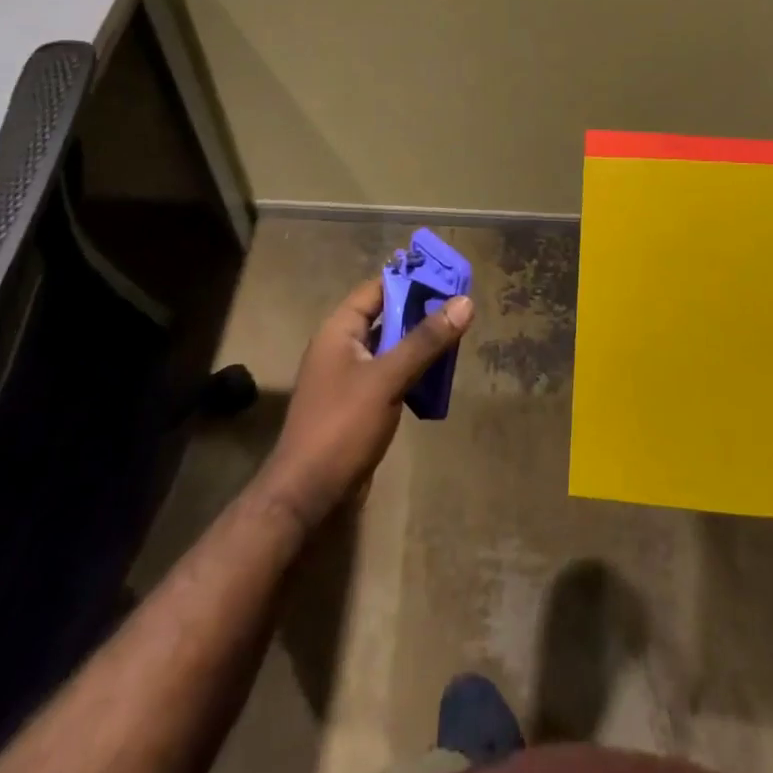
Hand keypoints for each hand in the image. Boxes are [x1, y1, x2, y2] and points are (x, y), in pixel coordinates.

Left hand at [255, 278, 472, 532]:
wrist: (307, 494)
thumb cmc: (343, 425)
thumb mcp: (387, 378)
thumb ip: (425, 340)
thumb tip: (465, 302)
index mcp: (339, 330)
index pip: (377, 289)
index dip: (410, 281)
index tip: (448, 278)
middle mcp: (341, 347)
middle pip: (385, 316)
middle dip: (421, 313)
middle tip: (461, 310)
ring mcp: (348, 377)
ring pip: (390, 347)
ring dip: (419, 345)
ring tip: (457, 340)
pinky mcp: (357, 404)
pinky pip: (389, 374)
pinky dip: (411, 371)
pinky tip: (437, 378)